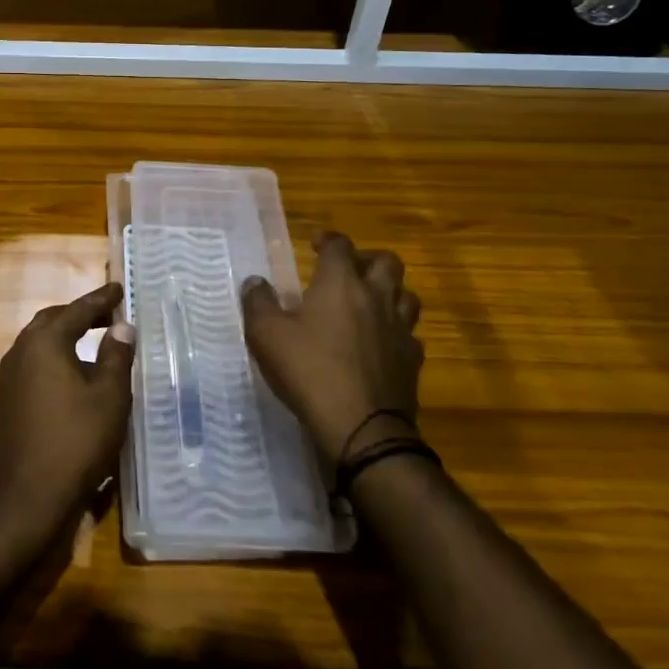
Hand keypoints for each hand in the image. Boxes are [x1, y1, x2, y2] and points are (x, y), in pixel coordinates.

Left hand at [0, 282, 136, 551]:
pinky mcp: (5, 407)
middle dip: (78, 316)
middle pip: (51, 323)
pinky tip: (72, 383)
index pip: (77, 310)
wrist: (26, 501)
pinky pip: (33, 371)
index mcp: (43, 343)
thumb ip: (116, 357)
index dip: (101, 299)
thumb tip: (121, 327)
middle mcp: (20, 354)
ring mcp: (8, 382)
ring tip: (93, 346)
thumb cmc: (75, 442)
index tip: (118, 288)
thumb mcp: (109, 398)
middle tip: (106, 316)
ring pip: (39, 347)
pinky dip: (55, 364)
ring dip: (65, 340)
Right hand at [241, 232, 422, 463]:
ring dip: (389, 292)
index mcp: (341, 283)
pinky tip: (381, 344)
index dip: (328, 240)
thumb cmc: (309, 371)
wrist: (362, 427)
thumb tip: (255, 282)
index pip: (340, 246)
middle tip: (349, 271)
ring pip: (406, 295)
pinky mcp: (412, 361)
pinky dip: (396, 331)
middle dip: (368, 259)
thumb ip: (258, 302)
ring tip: (369, 303)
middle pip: (387, 262)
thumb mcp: (266, 335)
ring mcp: (400, 329)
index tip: (315, 246)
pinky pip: (410, 334)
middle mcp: (376, 297)